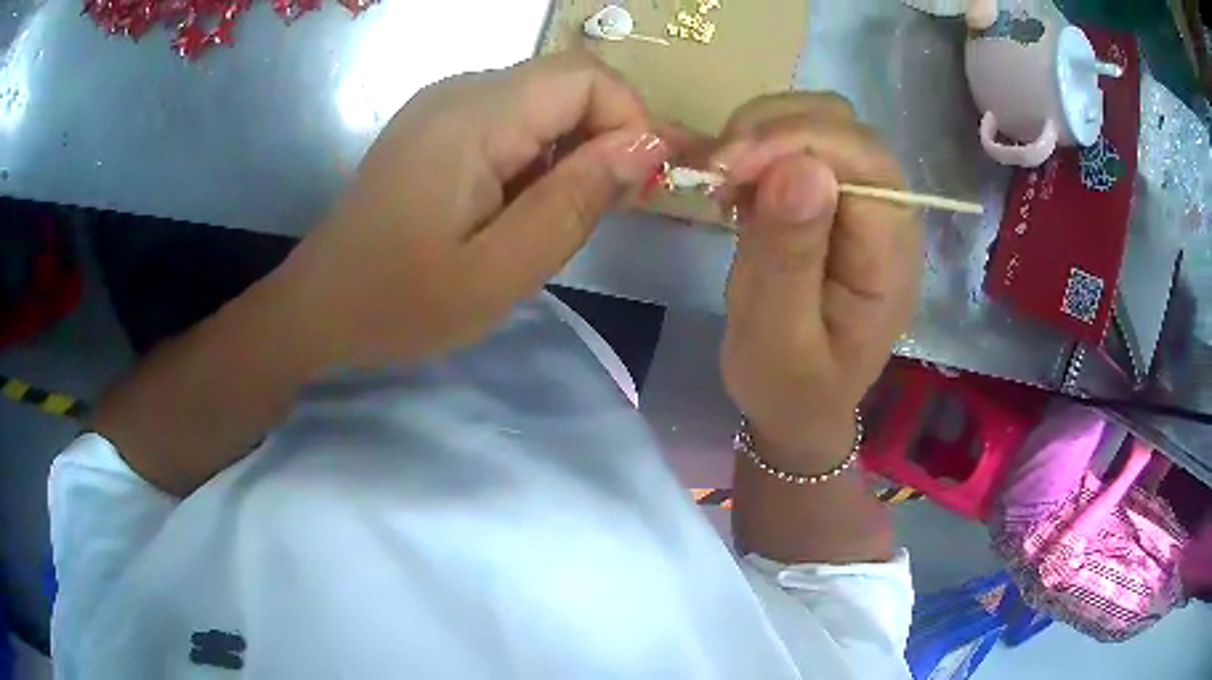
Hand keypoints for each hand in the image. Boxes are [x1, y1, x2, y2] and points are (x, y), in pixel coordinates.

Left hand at [271, 53, 669, 369]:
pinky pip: (510, 118)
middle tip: (606, 208)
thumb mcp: (501, 270)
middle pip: (566, 81)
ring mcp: (443, 104)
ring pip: (542, 100)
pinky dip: (537, 153)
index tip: (637, 186)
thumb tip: (649, 146)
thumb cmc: (401, 302)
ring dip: (571, 148)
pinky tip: (519, 204)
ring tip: (557, 216)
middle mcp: (461, 90)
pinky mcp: (435, 125)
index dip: (631, 120)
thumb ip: (577, 200)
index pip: (586, 76)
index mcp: (475, 117)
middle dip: (607, 136)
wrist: (319, 306)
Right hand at [711, 93, 922, 464]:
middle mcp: (889, 218)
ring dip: (763, 133)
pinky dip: (759, 147)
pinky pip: (801, 144)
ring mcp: (862, 204)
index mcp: (890, 258)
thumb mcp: (778, 338)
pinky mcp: (834, 200)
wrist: (797, 407)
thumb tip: (800, 169)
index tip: (729, 168)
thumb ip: (790, 258)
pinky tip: (737, 186)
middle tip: (717, 173)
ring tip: (724, 181)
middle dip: (774, 131)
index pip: (864, 161)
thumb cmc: (789, 387)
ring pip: (822, 123)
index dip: (798, 141)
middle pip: (846, 128)